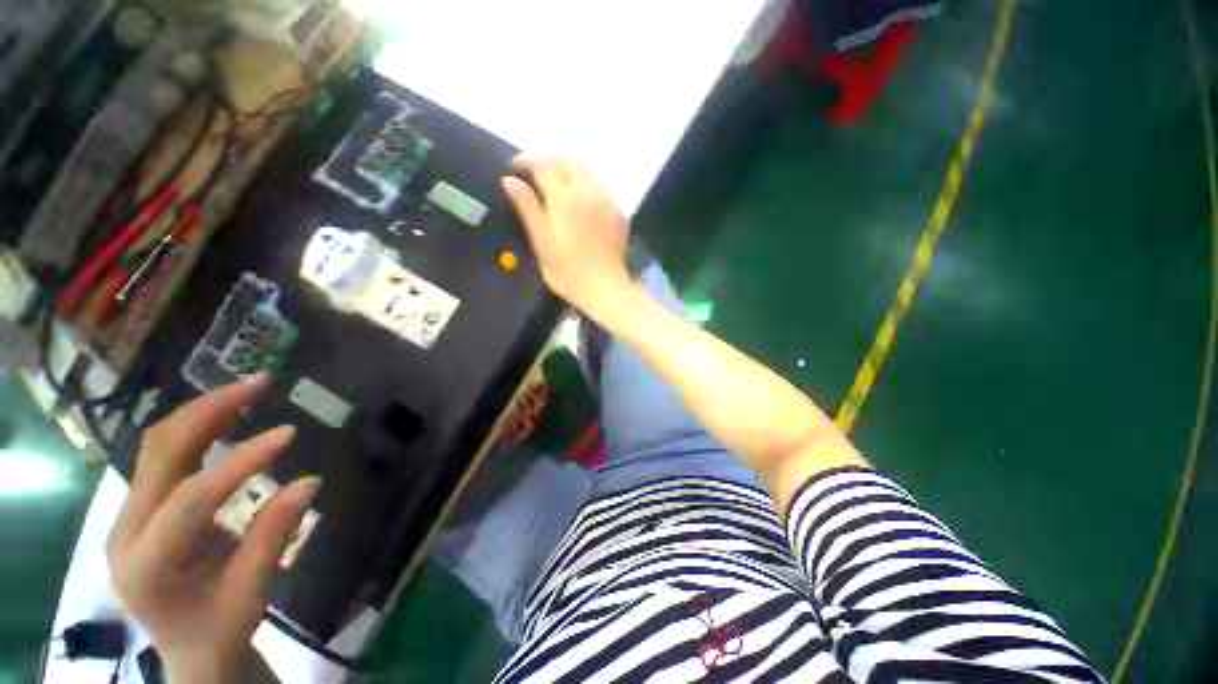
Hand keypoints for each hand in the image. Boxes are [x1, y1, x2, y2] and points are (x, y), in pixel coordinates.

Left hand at [106, 378, 319, 682]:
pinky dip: (195, 429)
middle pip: (159, 455)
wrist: (188, 648)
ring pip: (156, 447)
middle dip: (208, 412)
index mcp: (147, 564)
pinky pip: (162, 456)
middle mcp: (124, 531)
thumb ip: (273, 536)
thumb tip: (310, 481)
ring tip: (244, 390)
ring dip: (201, 413)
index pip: (191, 498)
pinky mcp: (139, 508)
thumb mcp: (252, 592)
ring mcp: (127, 516)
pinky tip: (224, 416)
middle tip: (258, 384)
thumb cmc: (220, 628)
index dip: (240, 462)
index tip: (289, 433)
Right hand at [502, 157, 635, 318]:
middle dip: (550, 160)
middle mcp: (588, 193)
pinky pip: (602, 187)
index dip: (527, 161)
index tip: (515, 168)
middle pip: (570, 161)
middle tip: (535, 173)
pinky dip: (587, 184)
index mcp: (565, 199)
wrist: (606, 289)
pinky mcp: (618, 214)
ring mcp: (607, 202)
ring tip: (557, 183)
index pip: (545, 165)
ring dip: (570, 169)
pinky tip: (581, 200)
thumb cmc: (569, 273)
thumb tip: (510, 181)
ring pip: (589, 171)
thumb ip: (528, 209)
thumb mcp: (542, 244)